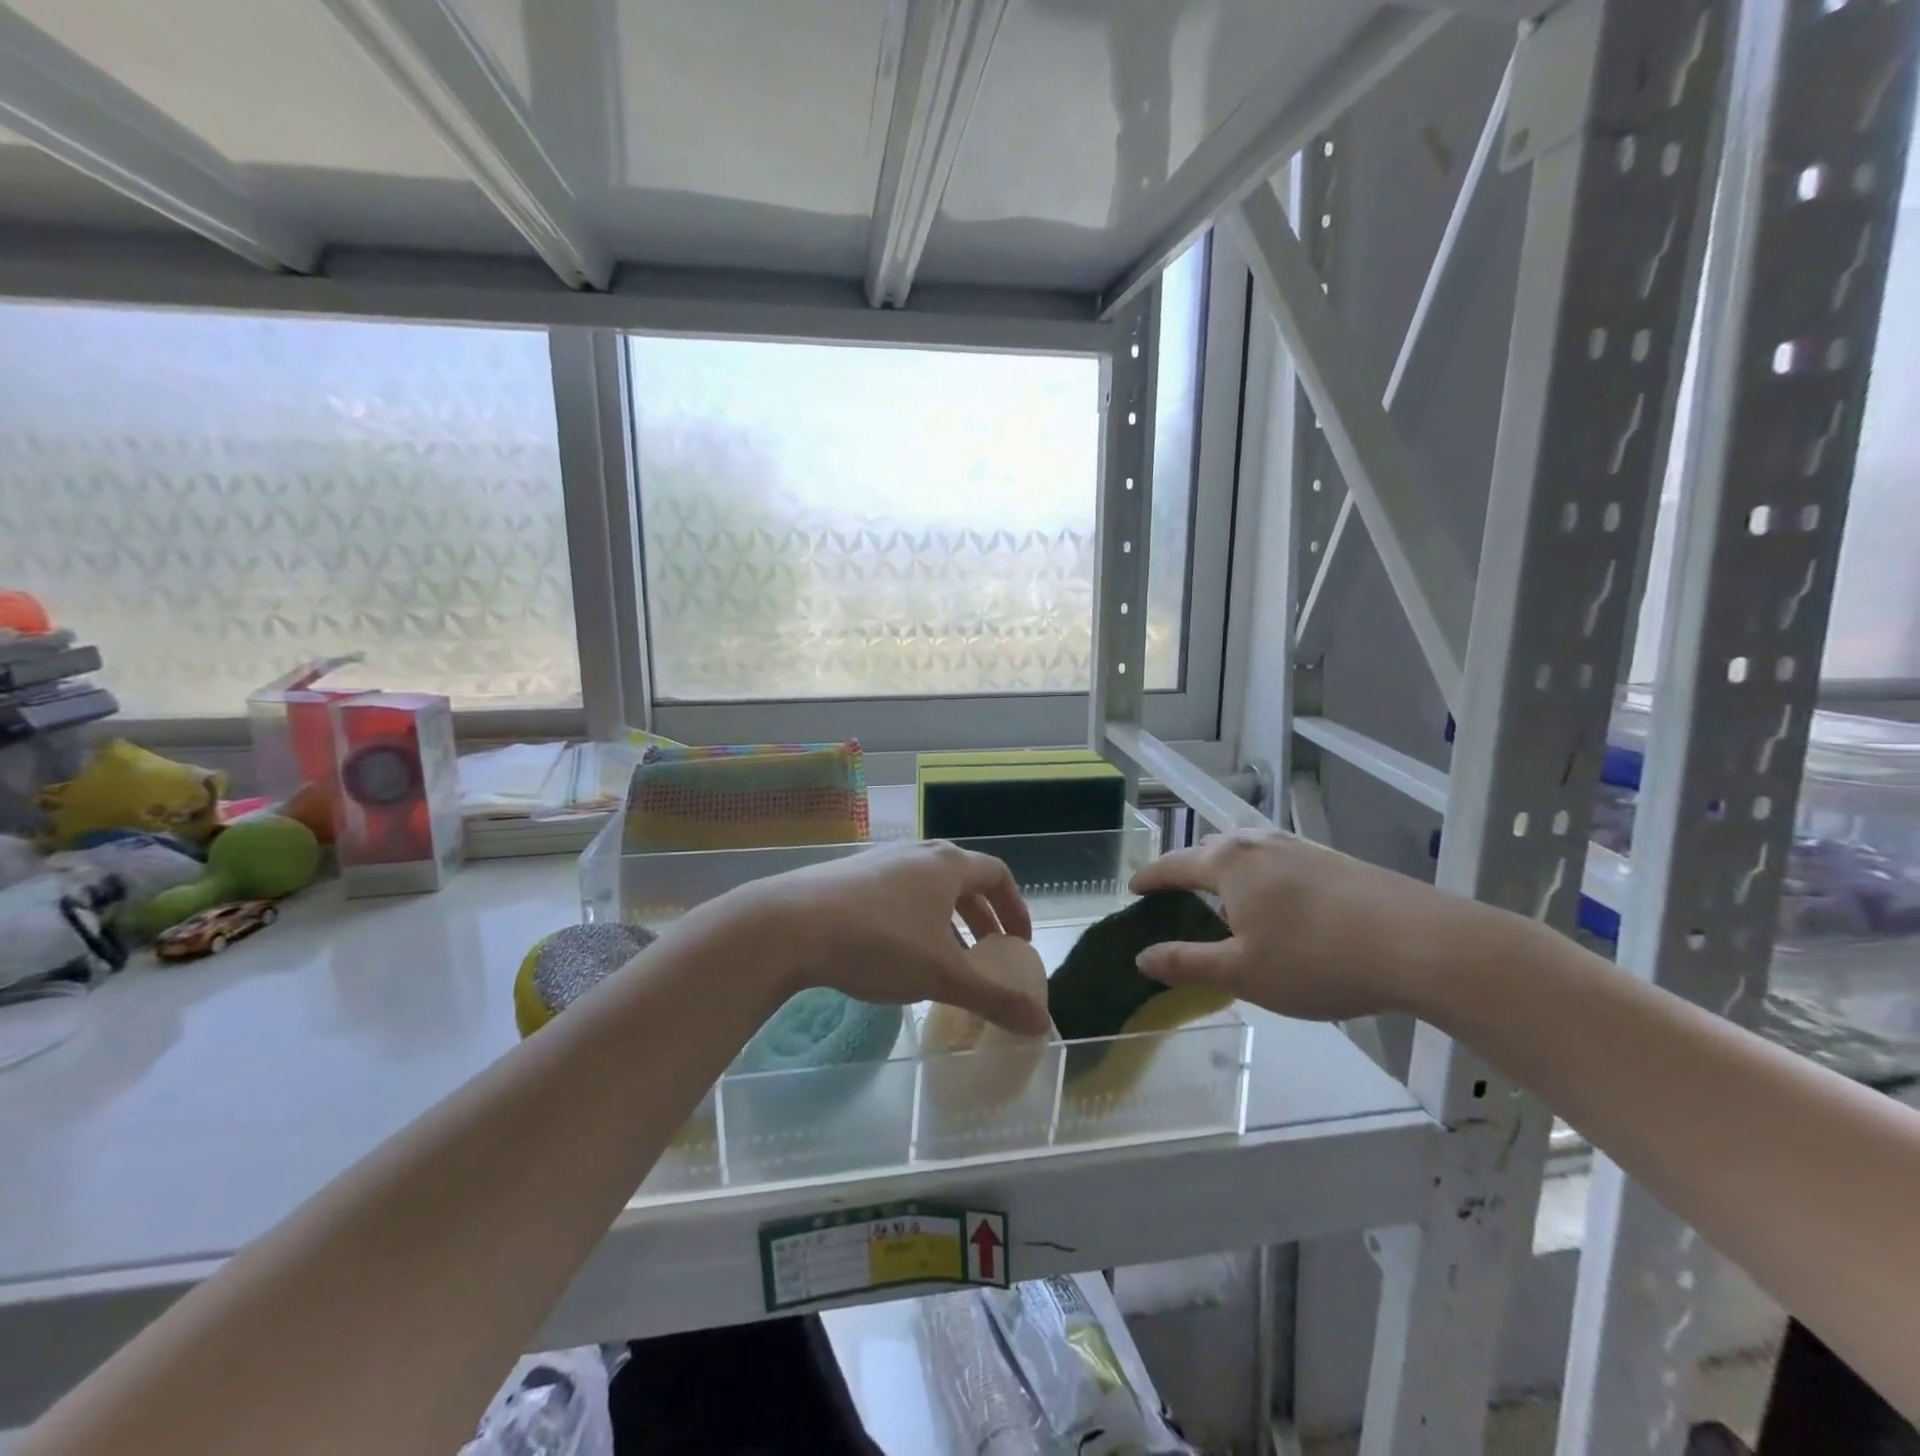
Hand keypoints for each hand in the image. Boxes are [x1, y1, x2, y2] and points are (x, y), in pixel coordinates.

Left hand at [739, 841, 1051, 1036]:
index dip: (1015, 908)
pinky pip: (896, 893)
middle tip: (988, 954)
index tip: (1020, 942)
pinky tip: (895, 954)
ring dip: (946, 920)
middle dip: (981, 917)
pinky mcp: (848, 875)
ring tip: (944, 958)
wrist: (790, 924)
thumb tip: (1043, 1025)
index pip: (997, 874)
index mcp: (947, 864)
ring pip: (927, 887)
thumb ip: (994, 998)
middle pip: (963, 879)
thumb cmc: (879, 942)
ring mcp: (879, 861)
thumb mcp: (942, 975)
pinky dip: (913, 919)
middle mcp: (917, 853)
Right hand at [1129, 829, 1493, 1021]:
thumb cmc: (1316, 959)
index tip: (1132, 889)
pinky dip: (1262, 878)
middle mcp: (1259, 843)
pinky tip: (1279, 904)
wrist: (1422, 944)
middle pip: (1210, 850)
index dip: (1150, 878)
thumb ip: (1187, 962)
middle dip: (1188, 870)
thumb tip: (1142, 957)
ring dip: (1227, 872)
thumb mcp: (1242, 972)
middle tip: (1176, 896)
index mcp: (1228, 863)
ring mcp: (1301, 847)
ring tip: (1225, 899)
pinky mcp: (1334, 860)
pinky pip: (1279, 862)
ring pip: (1248, 853)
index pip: (1174, 864)